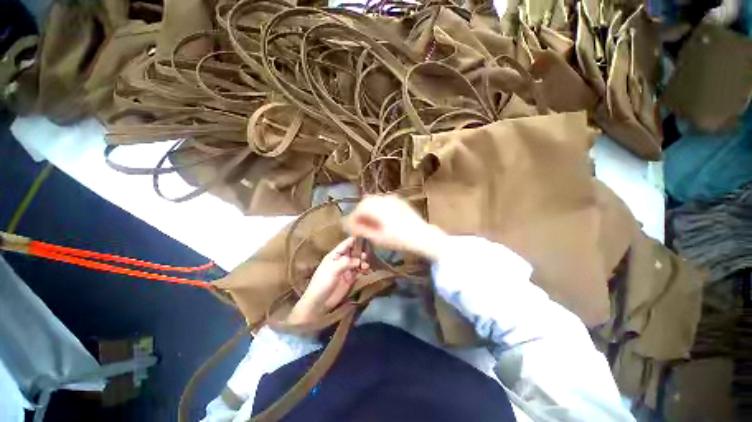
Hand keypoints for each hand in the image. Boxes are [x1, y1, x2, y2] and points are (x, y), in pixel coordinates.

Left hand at [287, 237, 369, 324]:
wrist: (319, 303)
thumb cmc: (322, 282)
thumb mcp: (333, 269)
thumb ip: (346, 262)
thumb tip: (360, 259)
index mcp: (335, 255)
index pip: (347, 243)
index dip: (356, 240)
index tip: (366, 239)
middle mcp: (342, 260)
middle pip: (354, 251)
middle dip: (362, 251)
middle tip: (367, 255)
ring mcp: (347, 269)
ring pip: (358, 260)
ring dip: (364, 261)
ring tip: (366, 265)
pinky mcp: (351, 278)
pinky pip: (359, 270)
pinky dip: (364, 269)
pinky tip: (366, 270)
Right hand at [346, 195, 447, 259]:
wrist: (422, 236)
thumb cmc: (399, 240)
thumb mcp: (378, 239)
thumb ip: (363, 231)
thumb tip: (352, 227)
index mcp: (377, 209)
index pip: (358, 209)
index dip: (353, 218)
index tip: (352, 227)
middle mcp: (383, 200)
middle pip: (364, 202)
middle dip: (359, 213)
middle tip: (359, 225)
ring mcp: (392, 198)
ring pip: (373, 199)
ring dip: (367, 209)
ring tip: (368, 221)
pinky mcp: (398, 200)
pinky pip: (382, 200)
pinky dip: (377, 206)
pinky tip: (379, 216)